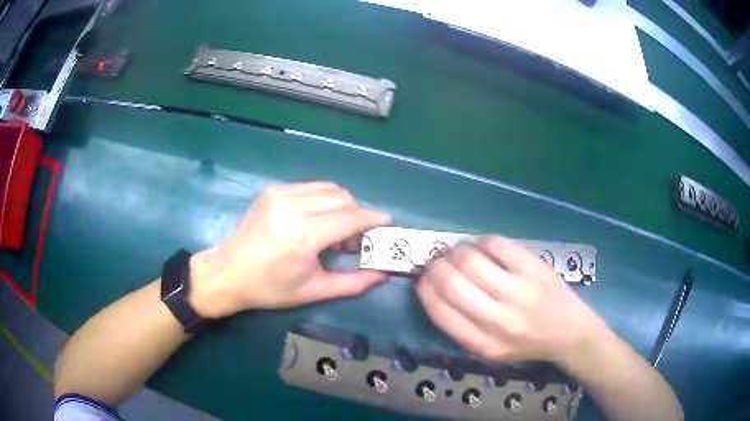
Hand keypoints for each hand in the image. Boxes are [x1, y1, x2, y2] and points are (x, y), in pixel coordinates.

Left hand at [188, 182, 390, 317]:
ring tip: (335, 230)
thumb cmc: (269, 288)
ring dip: (341, 205)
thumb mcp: (313, 291)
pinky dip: (323, 200)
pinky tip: (316, 219)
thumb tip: (382, 274)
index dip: (372, 219)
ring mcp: (280, 194)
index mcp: (303, 235)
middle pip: (342, 197)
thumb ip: (353, 282)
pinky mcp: (273, 190)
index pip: (350, 218)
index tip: (386, 224)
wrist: (227, 272)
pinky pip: (310, 187)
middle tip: (355, 238)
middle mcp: (292, 206)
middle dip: (358, 214)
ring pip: (328, 188)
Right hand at [416, 236, 603, 365]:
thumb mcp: (491, 350)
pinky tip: (482, 247)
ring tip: (459, 253)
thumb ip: (462, 328)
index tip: (423, 280)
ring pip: (471, 260)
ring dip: (456, 251)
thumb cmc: (526, 343)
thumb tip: (434, 290)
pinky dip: (481, 241)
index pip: (440, 312)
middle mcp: (500, 320)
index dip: (425, 290)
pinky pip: (496, 244)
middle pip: (453, 283)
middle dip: (436, 267)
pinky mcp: (534, 268)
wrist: (569, 332)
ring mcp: (520, 291)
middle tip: (438, 262)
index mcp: (484, 344)